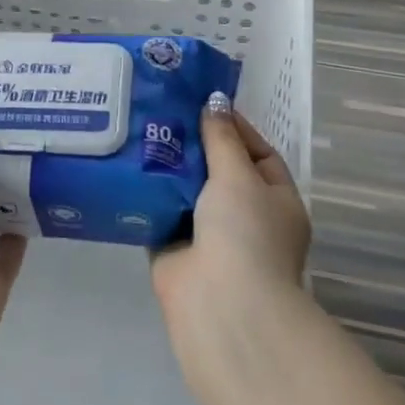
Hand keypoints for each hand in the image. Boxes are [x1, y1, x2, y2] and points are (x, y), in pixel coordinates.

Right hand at [152, 92, 310, 313]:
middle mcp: (246, 218)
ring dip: (167, 168)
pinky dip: (147, 195)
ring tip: (139, 129)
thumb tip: (214, 102)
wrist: (220, 302)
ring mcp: (210, 236)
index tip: (203, 103)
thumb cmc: (244, 232)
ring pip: (187, 192)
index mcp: (277, 201)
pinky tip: (126, 166)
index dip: (234, 128)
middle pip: (219, 171)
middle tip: (163, 111)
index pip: (259, 154)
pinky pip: (160, 213)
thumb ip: (222, 139)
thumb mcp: (239, 176)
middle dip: (194, 146)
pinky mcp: (174, 250)